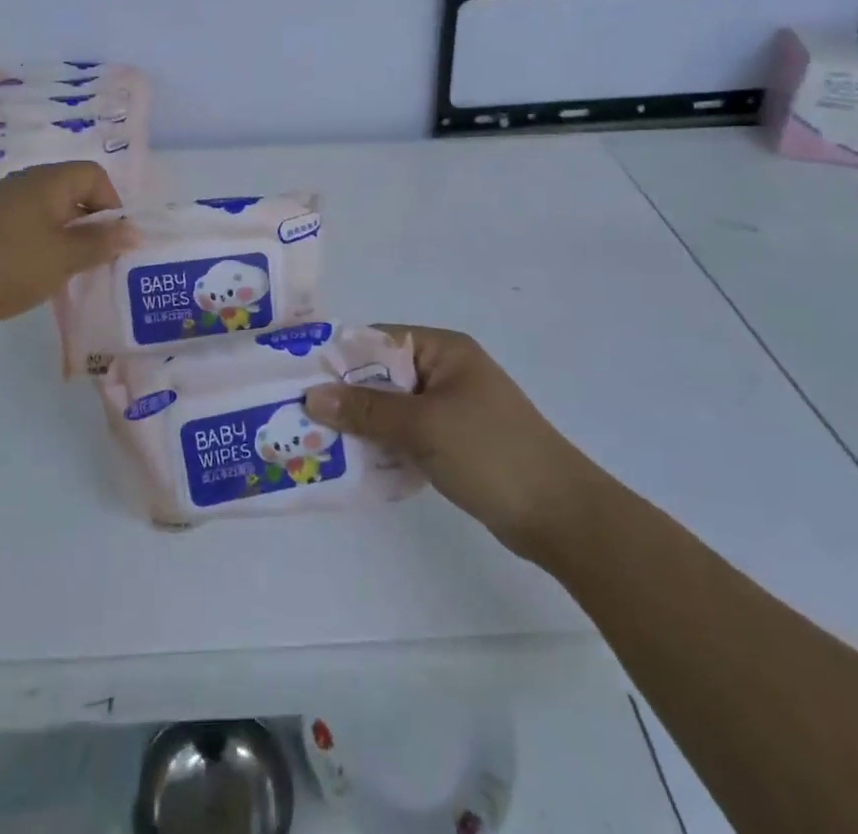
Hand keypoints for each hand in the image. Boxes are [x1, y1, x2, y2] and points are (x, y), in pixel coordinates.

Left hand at [0, 162, 136, 329]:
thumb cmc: (5, 264)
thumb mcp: (62, 258)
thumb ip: (100, 244)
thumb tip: (134, 231)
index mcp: (48, 182)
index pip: (95, 174)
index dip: (111, 204)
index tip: (110, 241)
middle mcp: (24, 184)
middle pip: (71, 193)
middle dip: (89, 226)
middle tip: (94, 262)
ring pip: (47, 214)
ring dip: (63, 240)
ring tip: (65, 275)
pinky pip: (23, 229)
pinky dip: (37, 248)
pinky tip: (31, 278)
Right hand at [303, 325, 589, 561]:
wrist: (560, 515)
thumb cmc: (491, 453)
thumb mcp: (424, 426)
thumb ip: (367, 410)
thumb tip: (312, 395)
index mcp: (443, 350)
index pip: (378, 341)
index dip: (338, 358)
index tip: (297, 378)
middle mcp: (445, 371)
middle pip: (382, 376)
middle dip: (345, 397)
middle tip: (299, 417)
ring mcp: (451, 408)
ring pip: (392, 408)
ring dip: (361, 425)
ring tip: (315, 443)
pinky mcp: (454, 441)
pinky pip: (407, 434)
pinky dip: (383, 446)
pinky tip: (354, 465)